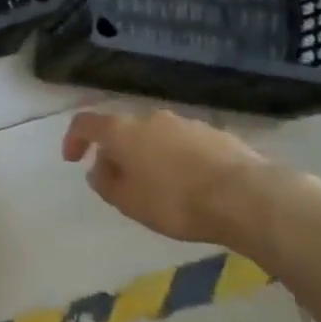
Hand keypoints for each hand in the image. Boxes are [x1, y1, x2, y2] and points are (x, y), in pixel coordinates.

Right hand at [62, 108, 294, 246]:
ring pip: (156, 137)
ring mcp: (187, 123)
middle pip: (124, 130)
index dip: (73, 138)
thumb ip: (106, 184)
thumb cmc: (176, 201)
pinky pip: (185, 145)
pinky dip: (179, 160)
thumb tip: (99, 170)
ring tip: (159, 188)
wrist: (248, 197)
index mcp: (123, 131)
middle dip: (117, 153)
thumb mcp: (129, 203)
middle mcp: (151, 118)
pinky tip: (191, 186)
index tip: (72, 159)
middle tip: (121, 182)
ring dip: (150, 156)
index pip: (86, 123)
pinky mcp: (217, 135)